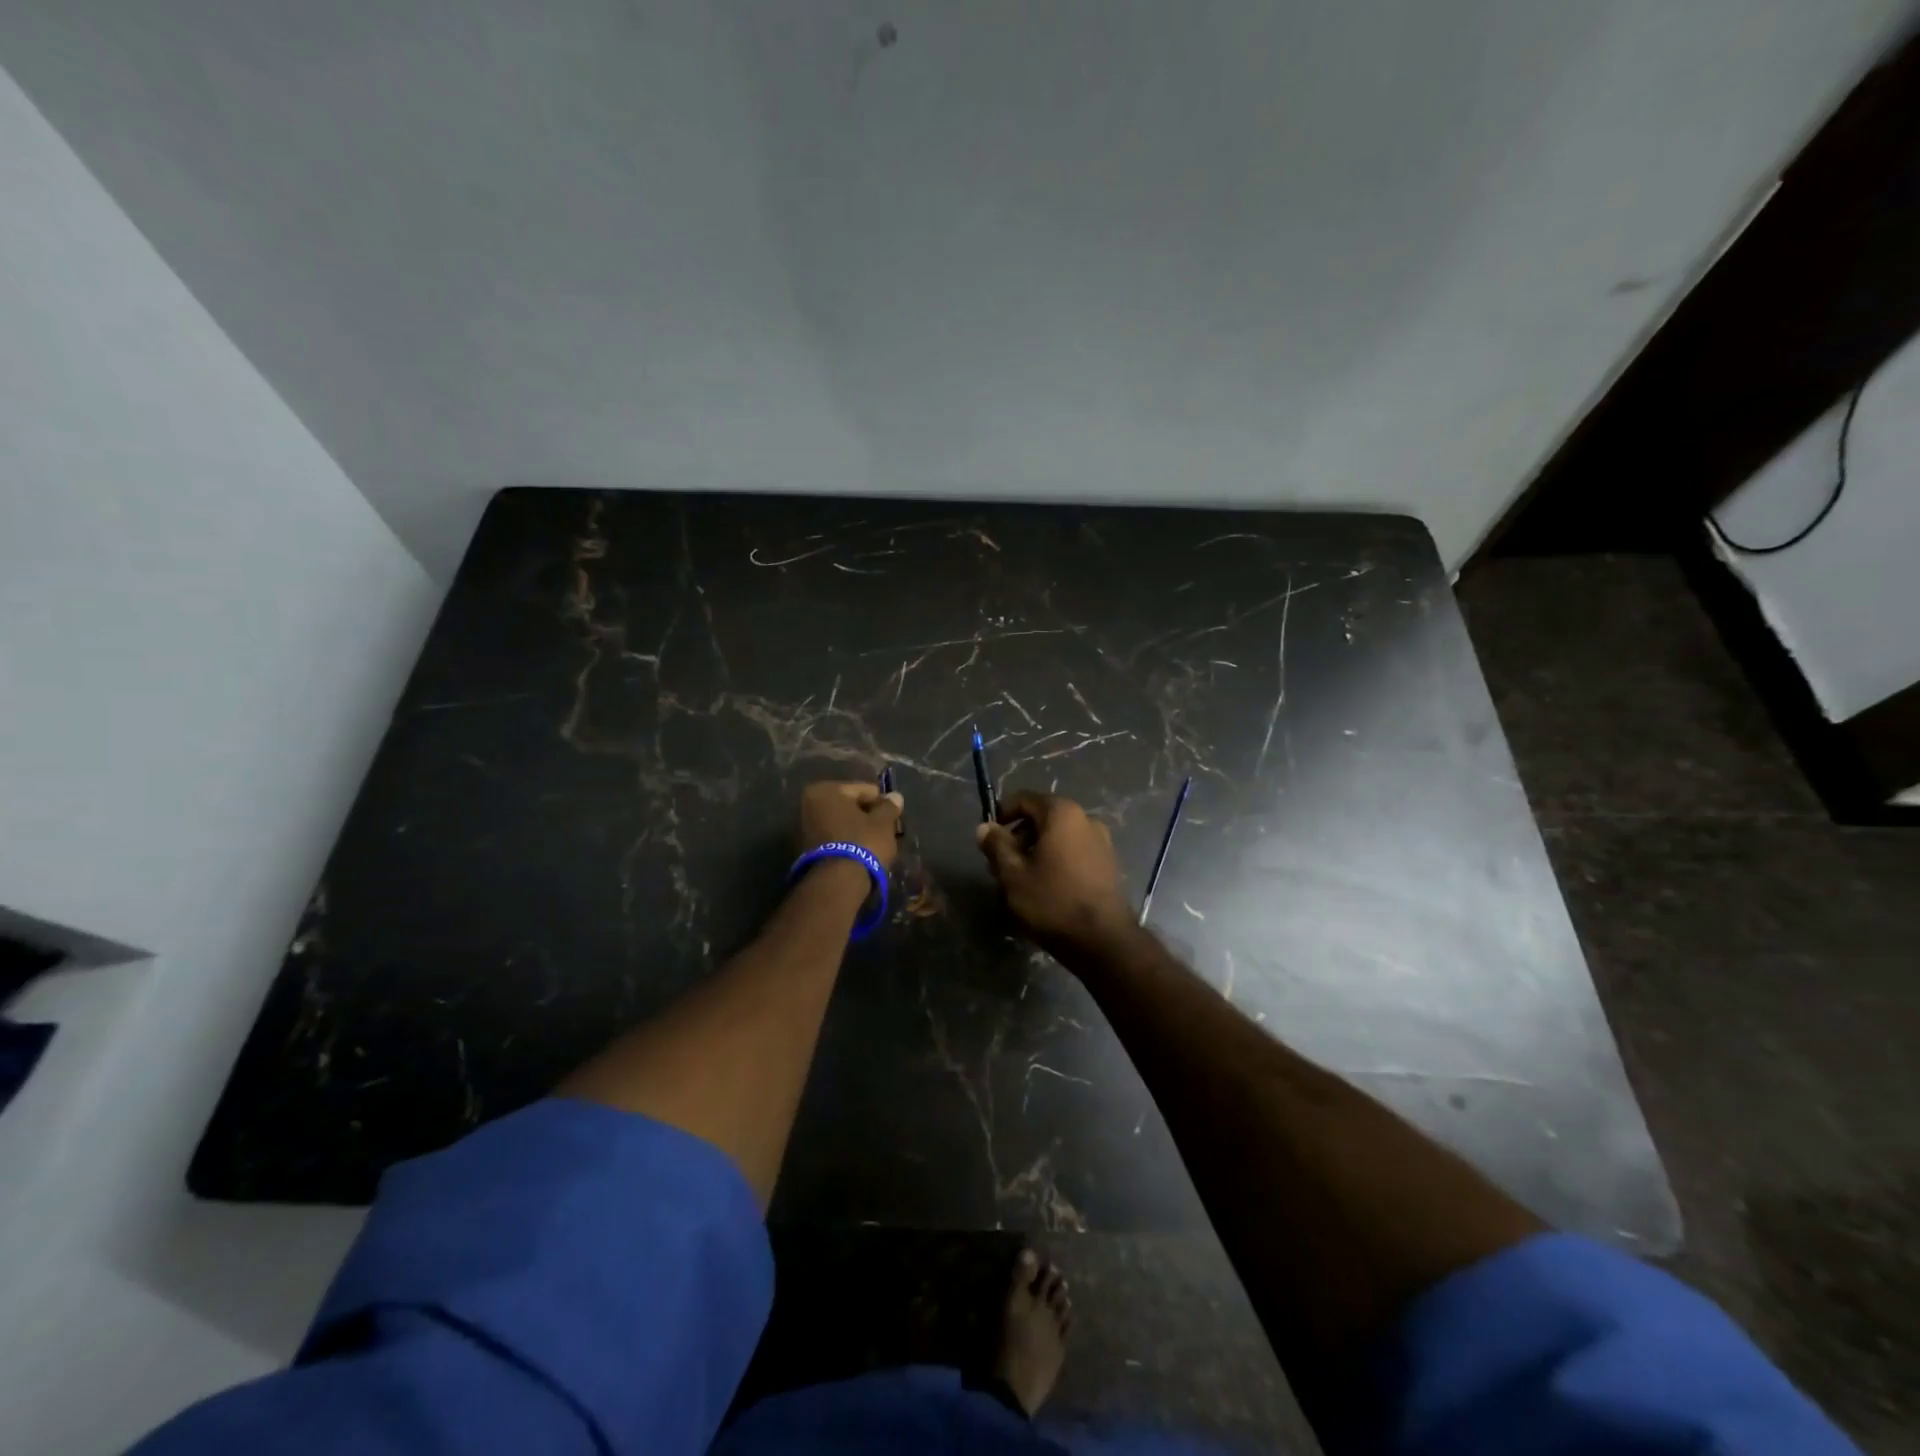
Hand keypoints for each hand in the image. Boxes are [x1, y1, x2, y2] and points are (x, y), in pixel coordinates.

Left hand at [799, 780, 904, 872]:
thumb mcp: (883, 822)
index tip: (894, 817)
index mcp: (826, 790)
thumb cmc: (862, 842)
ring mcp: (806, 826)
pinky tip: (863, 851)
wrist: (838, 882)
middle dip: (868, 816)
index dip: (881, 803)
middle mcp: (811, 803)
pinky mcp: (808, 847)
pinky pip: (836, 836)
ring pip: (843, 821)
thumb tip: (895, 796)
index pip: (864, 790)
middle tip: (886, 830)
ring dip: (858, 829)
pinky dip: (848, 840)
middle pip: (851, 805)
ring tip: (876, 842)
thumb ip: (889, 806)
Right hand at [976, 791, 1133, 957]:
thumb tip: (984, 827)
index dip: (1001, 814)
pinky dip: (1054, 862)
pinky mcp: (1108, 864)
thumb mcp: (1013, 874)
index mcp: (1062, 813)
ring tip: (1019, 882)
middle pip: (1041, 819)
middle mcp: (1085, 819)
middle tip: (999, 866)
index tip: (988, 839)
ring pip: (1057, 838)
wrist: (1102, 940)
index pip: (1024, 799)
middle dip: (1017, 838)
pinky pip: (1072, 853)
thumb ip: (996, 845)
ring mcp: (1101, 842)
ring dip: (1034, 852)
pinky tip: (1044, 889)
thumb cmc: (1052, 901)